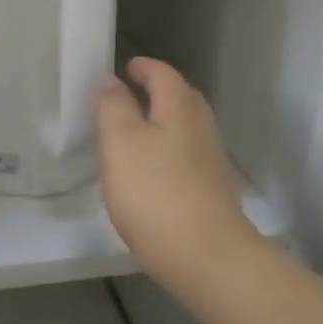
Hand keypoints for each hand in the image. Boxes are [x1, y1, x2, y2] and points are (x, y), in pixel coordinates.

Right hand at [97, 58, 265, 302]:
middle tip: (130, 95)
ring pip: (186, 128)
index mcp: (180, 108)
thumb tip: (111, 79)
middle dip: (157, 91)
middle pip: (181, 98)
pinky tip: (151, 171)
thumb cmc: (155, 192)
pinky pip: (187, 156)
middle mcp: (202, 127)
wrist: (206, 256)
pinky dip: (168, 150)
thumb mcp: (120, 142)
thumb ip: (114, 107)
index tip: (125, 67)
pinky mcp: (212, 190)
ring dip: (163, 122)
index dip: (143, 67)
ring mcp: (211, 160)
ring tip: (135, 132)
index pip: (163, 74)